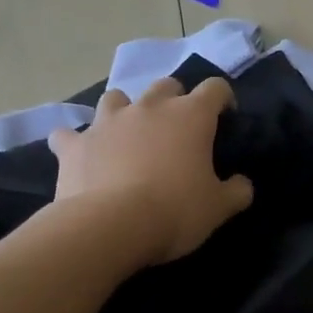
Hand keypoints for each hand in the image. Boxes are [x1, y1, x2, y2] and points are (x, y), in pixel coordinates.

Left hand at [49, 77, 254, 269]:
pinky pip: (69, 134)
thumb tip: (243, 184)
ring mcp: (108, 122)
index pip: (215, 88)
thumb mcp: (219, 208)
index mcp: (190, 115)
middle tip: (176, 128)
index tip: (225, 117)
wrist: (110, 226)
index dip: (223, 99)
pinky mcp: (75, 144)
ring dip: (123, 110)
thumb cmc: (175, 210)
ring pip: (116, 97)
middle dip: (173, 100)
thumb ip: (237, 191)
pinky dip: (75, 141)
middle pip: (166, 85)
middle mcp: (150, 107)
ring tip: (127, 133)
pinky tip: (79, 153)